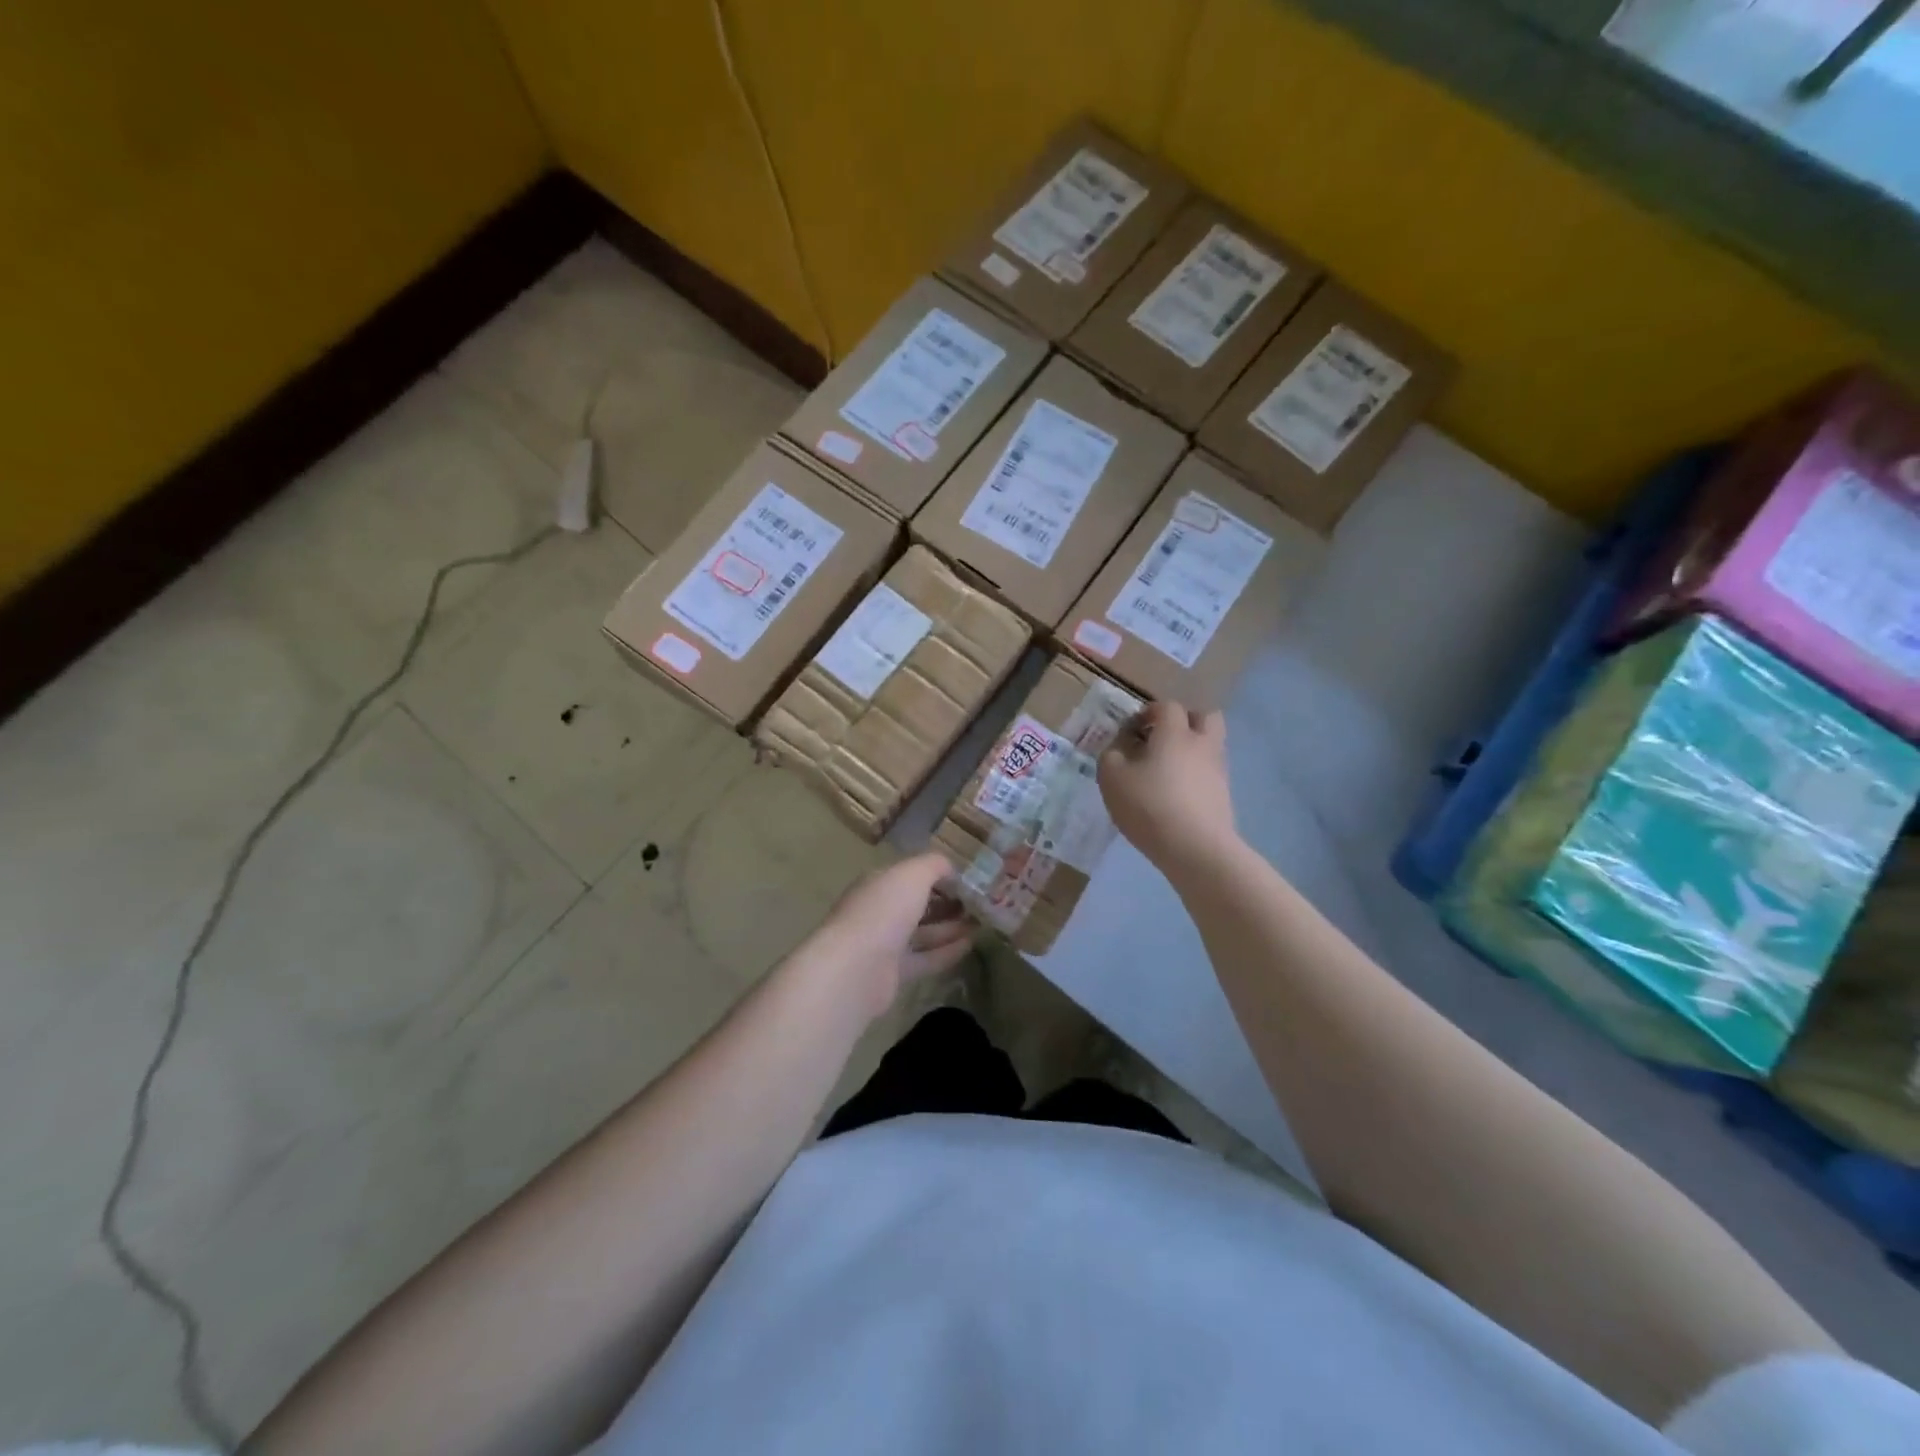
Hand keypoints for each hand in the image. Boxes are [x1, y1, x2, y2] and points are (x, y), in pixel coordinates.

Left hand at [807, 852, 974, 1019]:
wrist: (855, 968)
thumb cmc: (884, 910)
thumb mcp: (913, 874)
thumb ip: (934, 865)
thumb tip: (951, 869)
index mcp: (880, 883)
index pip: (911, 874)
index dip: (939, 875)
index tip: (968, 880)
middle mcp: (880, 910)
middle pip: (918, 904)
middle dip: (947, 903)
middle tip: (979, 904)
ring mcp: (884, 943)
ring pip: (923, 932)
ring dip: (951, 928)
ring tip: (981, 924)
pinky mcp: (892, 973)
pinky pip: (924, 958)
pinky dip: (946, 951)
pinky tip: (970, 945)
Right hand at [1098, 701, 1237, 873]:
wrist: (1196, 848)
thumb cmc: (1149, 806)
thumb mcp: (1112, 778)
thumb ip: (1111, 756)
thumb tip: (1119, 748)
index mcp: (1175, 732)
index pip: (1167, 706)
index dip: (1148, 713)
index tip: (1132, 731)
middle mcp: (1202, 744)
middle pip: (1204, 717)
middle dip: (1184, 721)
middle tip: (1160, 740)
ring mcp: (1218, 769)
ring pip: (1210, 745)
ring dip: (1191, 749)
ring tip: (1165, 771)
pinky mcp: (1224, 795)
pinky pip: (1210, 772)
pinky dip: (1196, 775)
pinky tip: (1176, 795)